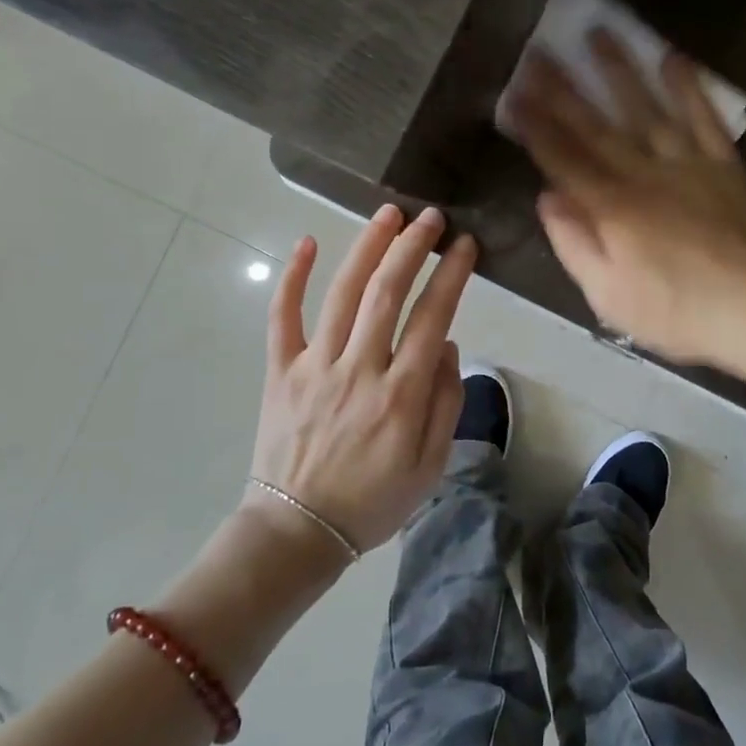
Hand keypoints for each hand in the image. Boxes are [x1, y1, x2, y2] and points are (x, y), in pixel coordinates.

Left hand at [247, 204, 477, 553]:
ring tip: (387, 214)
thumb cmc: (374, 501)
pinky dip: (292, 279)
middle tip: (430, 216)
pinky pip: (282, 318)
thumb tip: (447, 346)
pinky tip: (307, 243)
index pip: (433, 318)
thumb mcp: (431, 466)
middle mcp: (360, 370)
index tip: (464, 244)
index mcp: (402, 395)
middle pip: (387, 293)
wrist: (298, 531)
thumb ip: (446, 403)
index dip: (451, 276)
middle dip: (412, 247)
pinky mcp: (280, 372)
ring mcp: (315, 367)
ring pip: (342, 294)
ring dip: (367, 248)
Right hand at [510, 31, 745, 388]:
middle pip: (596, 125)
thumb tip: (547, 197)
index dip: (536, 125)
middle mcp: (643, 174)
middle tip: (539, 52)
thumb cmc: (676, 313)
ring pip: (646, 108)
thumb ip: (575, 244)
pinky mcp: (724, 163)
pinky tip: (672, 57)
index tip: (514, 93)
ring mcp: (687, 163)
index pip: (563, 157)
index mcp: (611, 208)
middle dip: (563, 89)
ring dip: (619, 71)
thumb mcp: (609, 296)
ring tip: (598, 34)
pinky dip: (688, 86)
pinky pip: (704, 116)